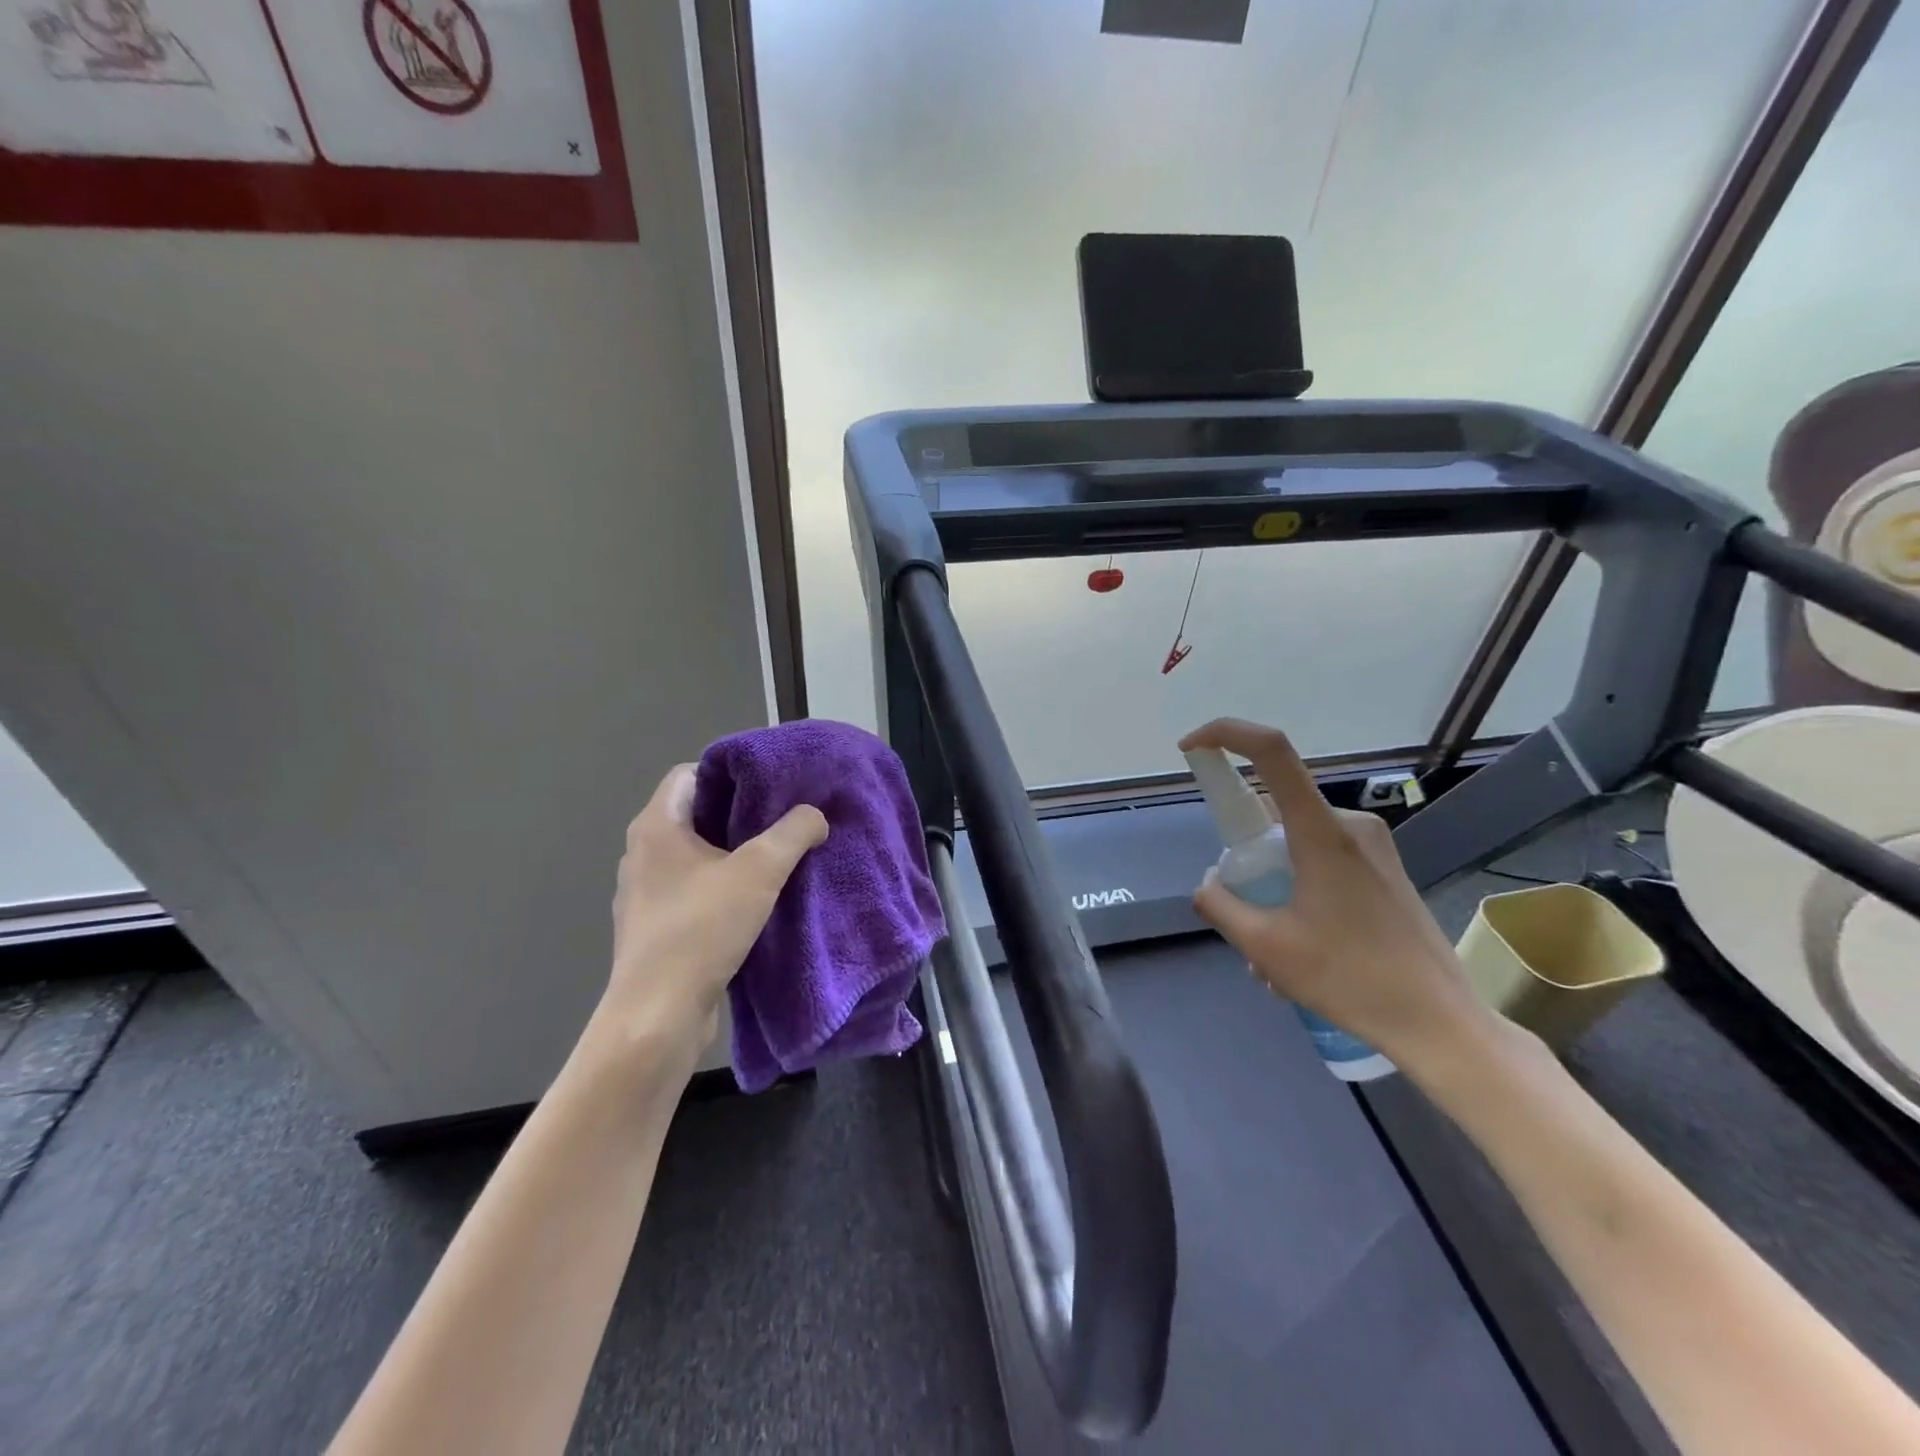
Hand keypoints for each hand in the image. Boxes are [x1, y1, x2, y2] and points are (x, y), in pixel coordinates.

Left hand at [596, 763, 827, 1059]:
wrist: (658, 1014)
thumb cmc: (701, 928)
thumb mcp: (760, 870)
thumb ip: (794, 832)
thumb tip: (816, 815)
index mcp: (656, 826)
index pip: (690, 773)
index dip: (731, 772)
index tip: (770, 784)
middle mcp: (643, 852)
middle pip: (696, 813)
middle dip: (741, 813)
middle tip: (785, 817)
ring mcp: (645, 892)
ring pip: (696, 855)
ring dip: (733, 853)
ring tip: (778, 857)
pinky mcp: (655, 927)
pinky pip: (693, 889)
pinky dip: (722, 886)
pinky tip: (756, 901)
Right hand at [1178, 719, 1499, 1072]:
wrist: (1441, 1024)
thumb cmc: (1350, 979)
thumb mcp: (1265, 947)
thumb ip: (1221, 904)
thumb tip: (1208, 882)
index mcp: (1321, 832)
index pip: (1271, 751)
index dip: (1226, 734)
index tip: (1191, 749)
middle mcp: (1349, 825)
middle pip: (1274, 812)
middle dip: (1246, 857)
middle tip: (1242, 914)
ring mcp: (1373, 848)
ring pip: (1295, 843)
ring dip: (1271, 885)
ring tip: (1272, 955)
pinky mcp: (1385, 870)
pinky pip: (1321, 861)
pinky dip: (1297, 892)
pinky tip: (1301, 949)